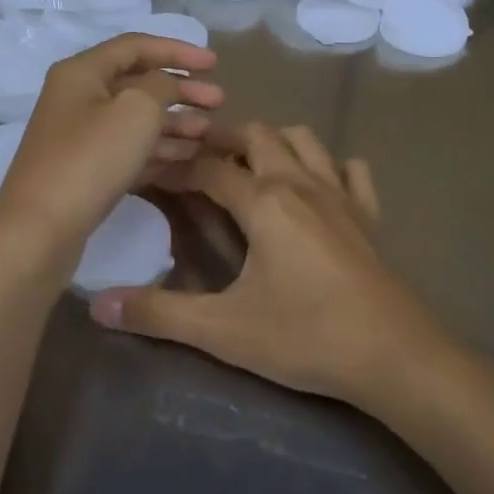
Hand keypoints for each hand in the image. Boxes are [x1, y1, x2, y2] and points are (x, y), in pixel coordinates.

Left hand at [0, 33, 222, 263]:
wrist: (41, 229)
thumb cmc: (91, 158)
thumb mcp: (136, 109)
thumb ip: (160, 86)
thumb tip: (165, 85)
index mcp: (82, 71)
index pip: (136, 46)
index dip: (178, 51)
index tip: (215, 64)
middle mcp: (77, 96)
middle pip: (138, 83)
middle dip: (181, 90)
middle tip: (219, 102)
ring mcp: (79, 135)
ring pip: (135, 118)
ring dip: (174, 121)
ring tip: (207, 133)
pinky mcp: (85, 169)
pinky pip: (128, 148)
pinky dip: (158, 148)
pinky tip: (187, 156)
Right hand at [87, 123, 444, 404]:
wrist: (395, 357)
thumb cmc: (306, 337)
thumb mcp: (224, 330)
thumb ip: (159, 315)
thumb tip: (98, 305)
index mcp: (264, 201)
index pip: (208, 168)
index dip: (175, 166)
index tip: (149, 170)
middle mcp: (300, 184)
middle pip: (257, 137)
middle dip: (223, 140)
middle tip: (196, 161)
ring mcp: (341, 195)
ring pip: (305, 141)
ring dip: (274, 143)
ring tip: (251, 166)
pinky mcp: (369, 217)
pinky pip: (352, 172)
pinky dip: (331, 167)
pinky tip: (319, 186)